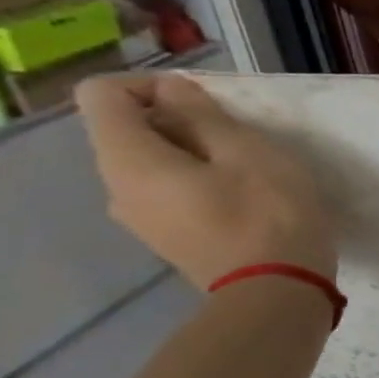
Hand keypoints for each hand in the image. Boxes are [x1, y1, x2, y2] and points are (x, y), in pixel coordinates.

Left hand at [76, 74, 334, 289]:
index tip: (206, 104)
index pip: (101, 95)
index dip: (150, 86)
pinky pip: (167, 192)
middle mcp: (116, 187)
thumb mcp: (248, 152)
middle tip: (240, 138)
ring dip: (194, 153)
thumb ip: (203, 115)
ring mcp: (139, 218)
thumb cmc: (267, 214)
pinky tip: (243, 197)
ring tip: (248, 168)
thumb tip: (170, 90)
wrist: (276, 291)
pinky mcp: (167, 238)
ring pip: (150, 163)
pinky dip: (197, 181)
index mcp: (128, 159)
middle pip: (126, 130)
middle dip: (178, 121)